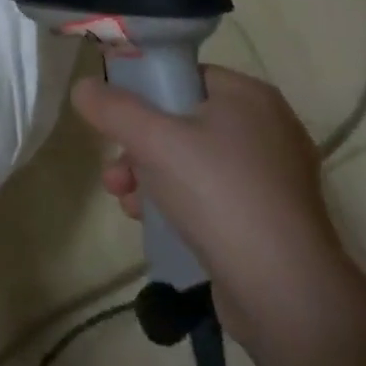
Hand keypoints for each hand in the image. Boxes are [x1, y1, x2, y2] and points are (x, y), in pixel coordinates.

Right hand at [73, 65, 346, 331]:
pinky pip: (213, 194)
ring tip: (126, 203)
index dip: (144, 93)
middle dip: (139, 146)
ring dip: (151, 176)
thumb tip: (82, 87)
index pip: (184, 75)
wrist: (283, 290)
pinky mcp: (270, 217)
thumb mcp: (153, 141)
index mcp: (249, 95)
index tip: (115, 120)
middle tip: (115, 174)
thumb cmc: (218, 194)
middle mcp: (267, 127)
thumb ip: (113, 108)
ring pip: (194, 161)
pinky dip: (180, 201)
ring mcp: (273, 176)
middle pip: (184, 121)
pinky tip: (152, 222)